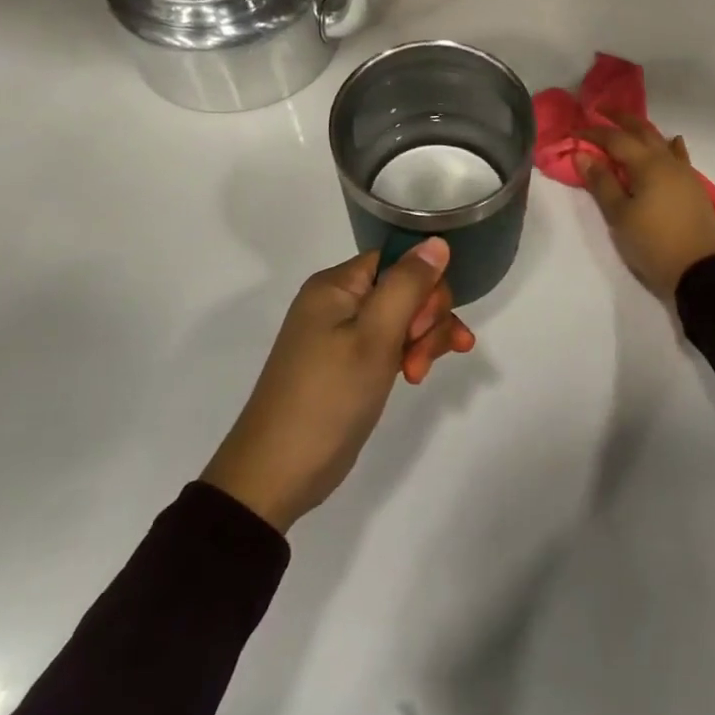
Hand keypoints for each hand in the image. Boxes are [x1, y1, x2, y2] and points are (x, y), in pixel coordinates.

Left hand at [201, 239, 474, 532]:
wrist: (277, 473)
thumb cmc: (328, 398)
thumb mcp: (374, 338)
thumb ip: (408, 285)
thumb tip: (437, 241)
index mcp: (336, 286)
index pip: (398, 260)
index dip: (424, 286)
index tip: (427, 323)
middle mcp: (338, 302)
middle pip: (404, 289)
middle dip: (427, 319)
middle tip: (421, 356)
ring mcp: (342, 335)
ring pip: (403, 318)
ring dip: (423, 340)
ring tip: (420, 374)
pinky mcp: (348, 363)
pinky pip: (390, 343)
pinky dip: (409, 354)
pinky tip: (419, 375)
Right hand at [575, 113, 714, 300]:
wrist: (701, 270)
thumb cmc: (653, 243)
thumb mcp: (620, 215)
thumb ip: (601, 183)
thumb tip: (582, 154)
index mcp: (647, 164)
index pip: (615, 139)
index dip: (594, 132)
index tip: (574, 130)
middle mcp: (667, 161)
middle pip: (642, 131)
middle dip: (620, 119)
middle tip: (601, 109)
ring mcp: (684, 173)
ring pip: (661, 141)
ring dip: (643, 130)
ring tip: (628, 126)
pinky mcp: (693, 187)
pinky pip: (678, 156)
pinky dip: (669, 146)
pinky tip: (671, 143)